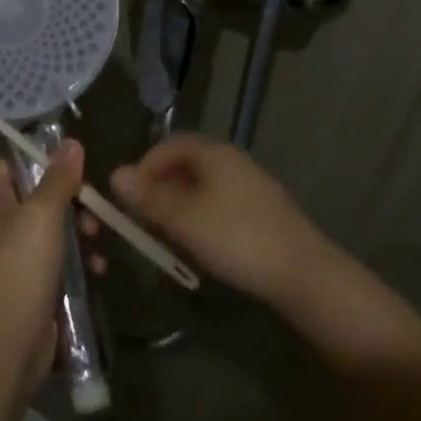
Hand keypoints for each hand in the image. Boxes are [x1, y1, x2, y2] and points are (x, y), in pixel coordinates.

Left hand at [0, 143, 99, 386]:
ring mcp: (11, 257)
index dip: (46, 163)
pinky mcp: (29, 285)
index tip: (78, 170)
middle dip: (72, 203)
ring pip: (52, 230)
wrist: (7, 342)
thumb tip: (70, 142)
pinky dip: (77, 262)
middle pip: (39, 197)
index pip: (16, 165)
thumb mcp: (42, 214)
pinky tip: (98, 269)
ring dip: (80, 234)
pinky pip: (57, 261)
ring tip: (97, 243)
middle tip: (94, 214)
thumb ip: (58, 178)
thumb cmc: (19, 266)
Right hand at [110, 135, 330, 307]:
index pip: (170, 145)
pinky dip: (203, 220)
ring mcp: (252, 186)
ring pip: (204, 188)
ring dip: (180, 208)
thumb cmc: (237, 238)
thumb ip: (149, 197)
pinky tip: (202, 248)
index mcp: (214, 153)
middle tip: (145, 221)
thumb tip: (115, 174)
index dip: (145, 166)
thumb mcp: (184, 219)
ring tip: (169, 238)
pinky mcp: (264, 213)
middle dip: (161, 190)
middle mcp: (233, 161)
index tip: (130, 197)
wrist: (305, 275)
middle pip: (186, 166)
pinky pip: (222, 205)